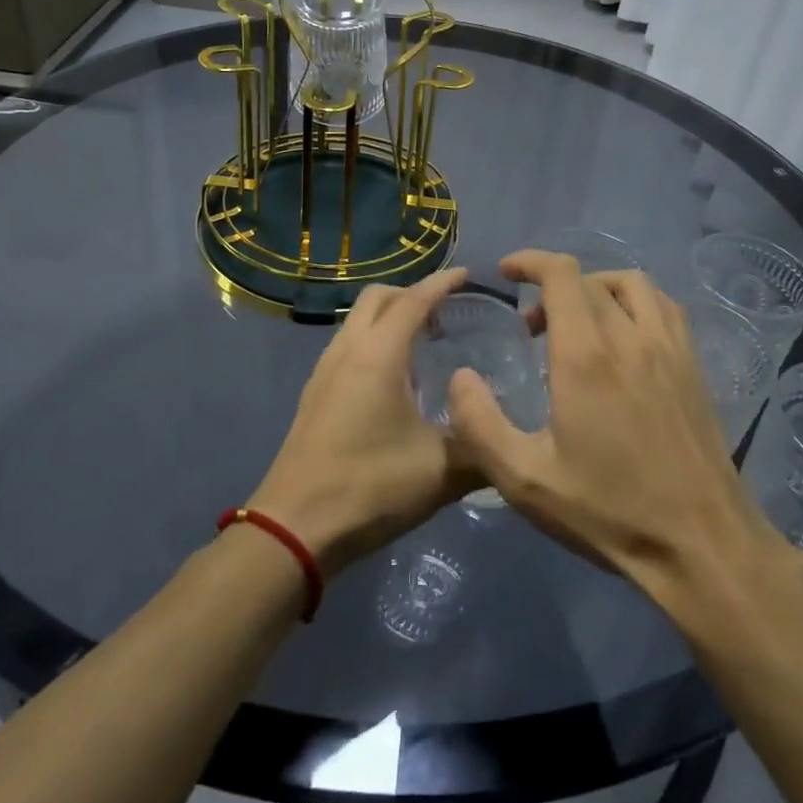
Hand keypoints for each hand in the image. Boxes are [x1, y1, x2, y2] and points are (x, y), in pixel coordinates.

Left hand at [249, 268, 477, 576]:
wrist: (294, 528)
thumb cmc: (370, 487)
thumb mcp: (441, 471)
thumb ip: (481, 447)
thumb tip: (508, 436)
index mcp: (378, 355)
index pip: (414, 301)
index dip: (442, 283)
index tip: (468, 275)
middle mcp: (347, 351)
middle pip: (378, 298)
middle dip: (412, 293)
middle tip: (446, 311)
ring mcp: (324, 372)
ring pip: (357, 321)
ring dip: (389, 317)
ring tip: (423, 342)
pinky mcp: (314, 395)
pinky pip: (348, 346)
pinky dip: (373, 340)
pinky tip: (393, 379)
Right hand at [445, 251, 784, 597]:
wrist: (702, 543)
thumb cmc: (609, 510)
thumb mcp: (525, 479)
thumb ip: (480, 424)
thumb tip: (461, 377)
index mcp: (586, 355)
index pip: (561, 274)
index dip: (530, 261)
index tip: (505, 271)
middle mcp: (630, 336)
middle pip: (590, 279)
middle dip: (552, 287)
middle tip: (531, 329)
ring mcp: (669, 347)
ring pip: (632, 284)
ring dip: (596, 288)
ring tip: (577, 323)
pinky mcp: (693, 366)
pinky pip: (664, 306)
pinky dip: (635, 302)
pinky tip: (624, 338)